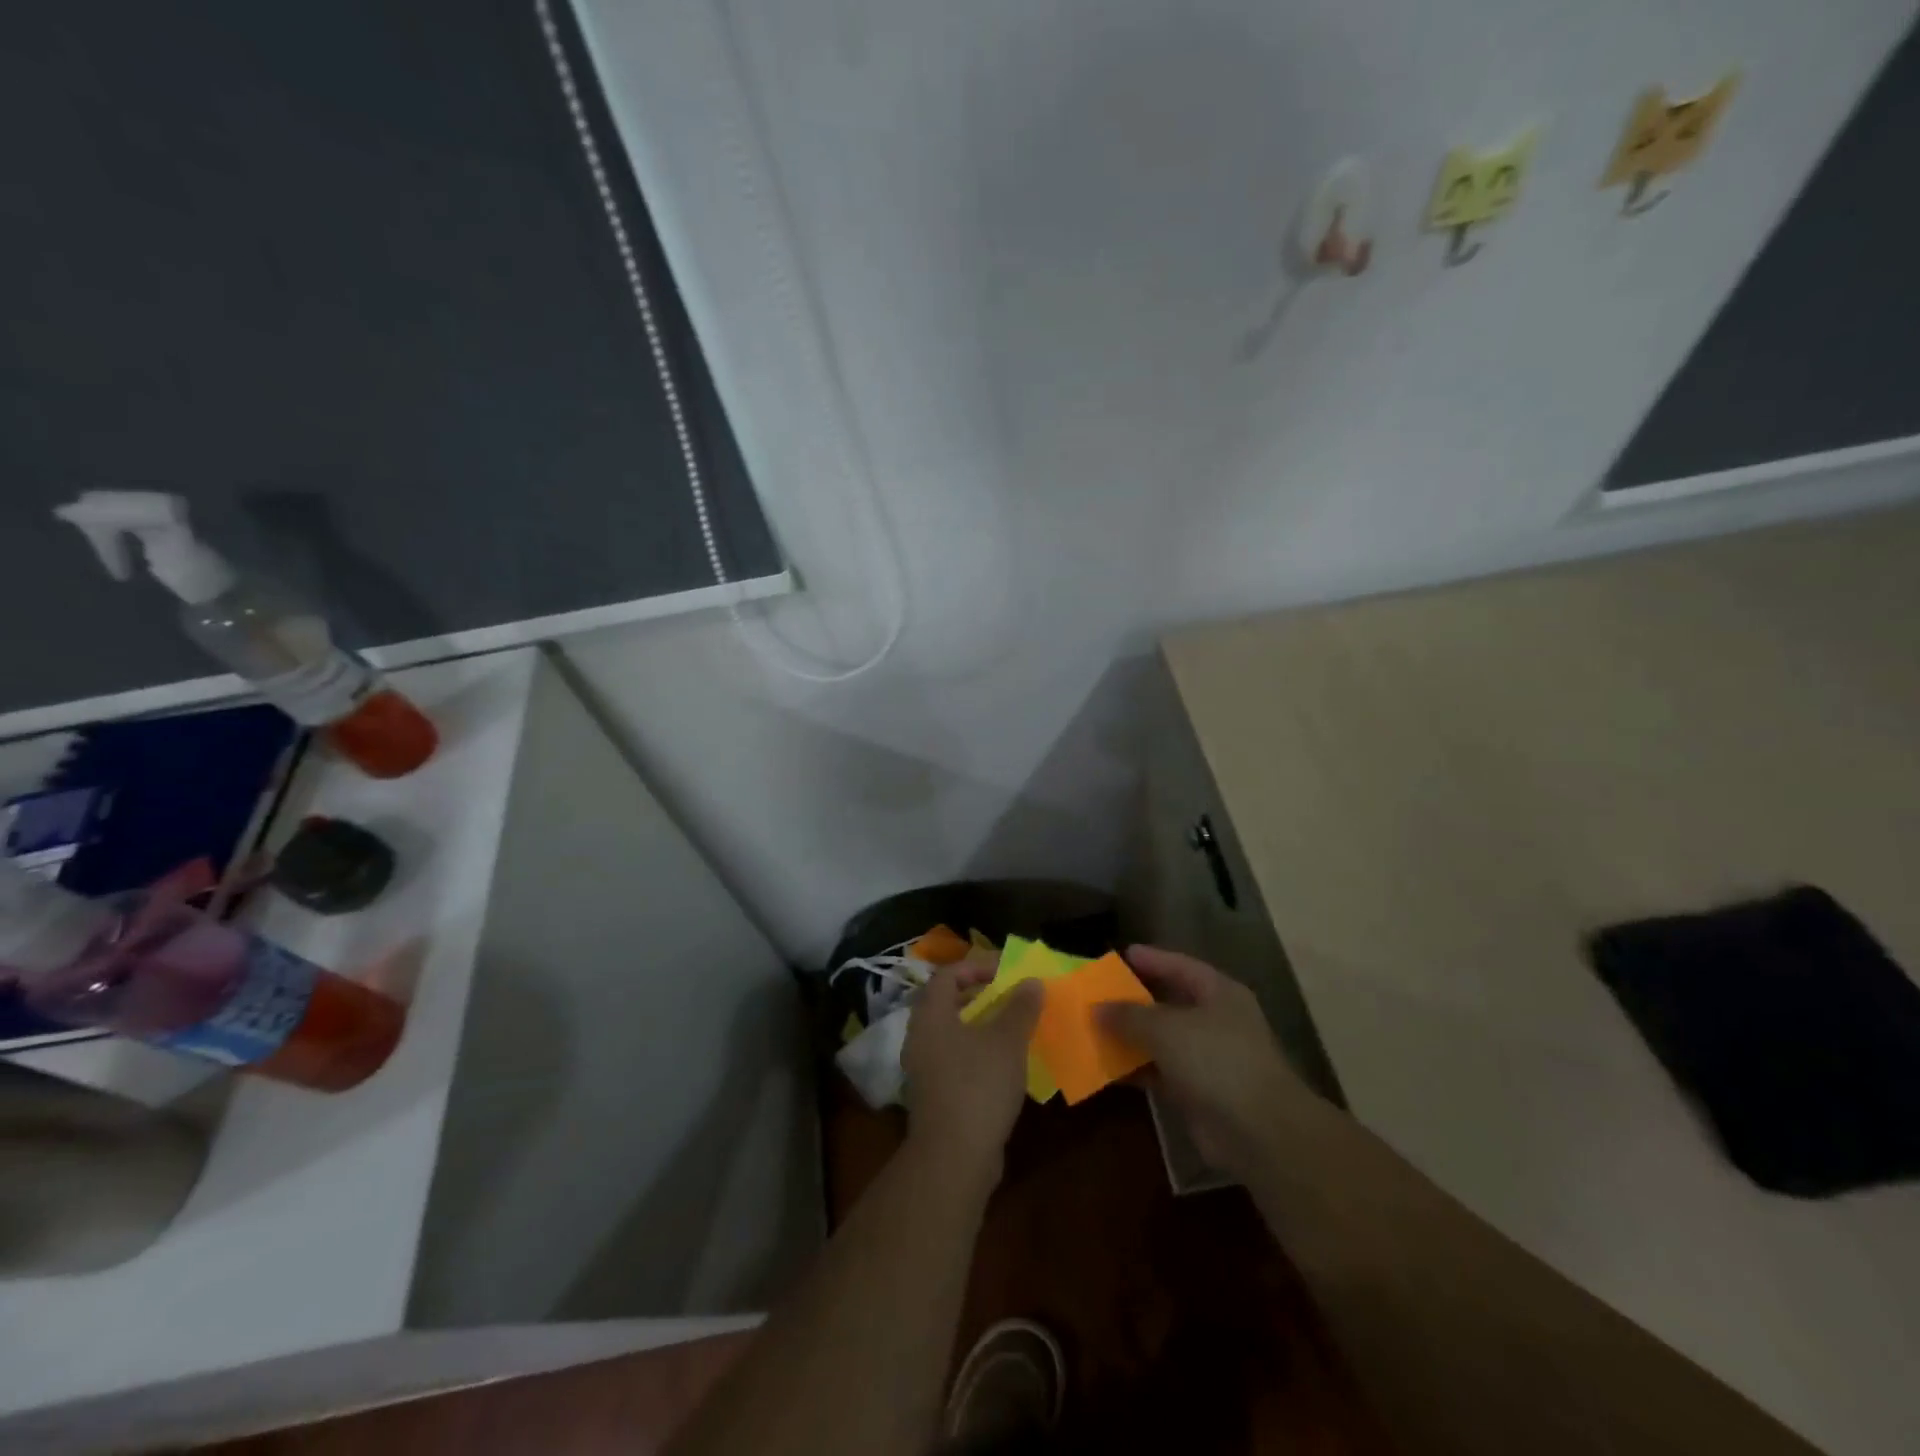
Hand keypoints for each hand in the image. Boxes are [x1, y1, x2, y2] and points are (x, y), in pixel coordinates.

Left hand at [902, 964, 1041, 1178]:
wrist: (954, 1158)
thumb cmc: (978, 1086)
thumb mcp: (1007, 1041)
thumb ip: (1020, 1007)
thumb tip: (1032, 981)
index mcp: (931, 1015)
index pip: (947, 974)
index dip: (976, 966)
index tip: (1006, 972)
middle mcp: (920, 1037)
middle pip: (947, 1002)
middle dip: (980, 995)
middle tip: (1011, 996)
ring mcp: (924, 1068)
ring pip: (952, 1033)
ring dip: (981, 1025)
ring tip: (1013, 1028)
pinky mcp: (934, 1095)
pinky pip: (955, 1059)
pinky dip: (977, 1053)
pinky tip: (1004, 1064)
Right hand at [1098, 945, 1311, 1173]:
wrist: (1260, 1132)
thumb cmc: (1217, 1060)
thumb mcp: (1166, 1028)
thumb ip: (1129, 1015)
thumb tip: (1096, 1008)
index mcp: (1219, 993)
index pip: (1180, 966)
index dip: (1151, 959)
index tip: (1120, 955)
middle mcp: (1216, 1021)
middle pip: (1169, 1003)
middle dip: (1134, 1001)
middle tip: (1097, 994)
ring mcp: (1208, 1059)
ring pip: (1161, 1041)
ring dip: (1130, 1038)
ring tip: (1092, 1029)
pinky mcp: (1198, 1093)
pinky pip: (1159, 1073)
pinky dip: (1135, 1070)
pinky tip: (1105, 1068)